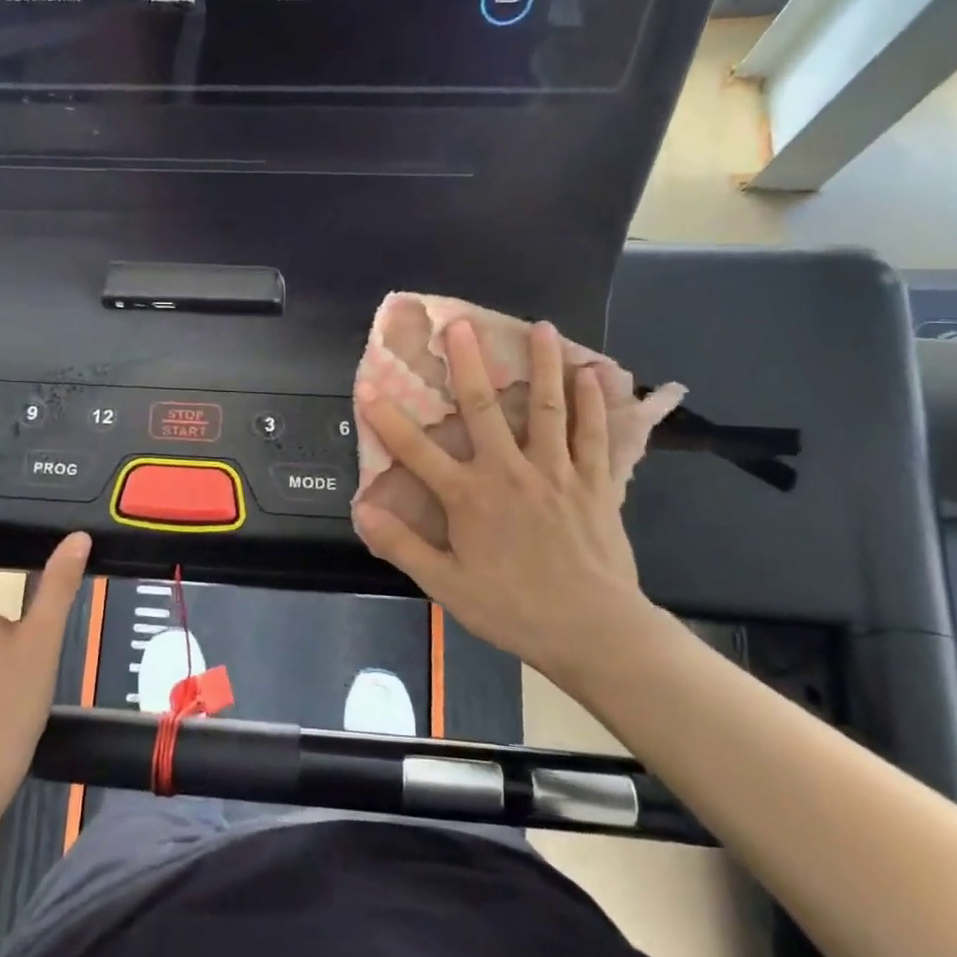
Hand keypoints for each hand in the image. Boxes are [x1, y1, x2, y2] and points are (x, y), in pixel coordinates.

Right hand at [352, 318, 656, 688]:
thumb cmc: (513, 609)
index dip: (388, 418)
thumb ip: (402, 545)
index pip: (417, 450)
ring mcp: (556, 473)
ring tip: (542, 328)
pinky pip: (593, 435)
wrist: (592, 631)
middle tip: (460, 325)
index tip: (367, 386)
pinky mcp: (594, 483)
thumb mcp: (446, 586)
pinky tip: (593, 375)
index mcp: (469, 498)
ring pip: (548, 409)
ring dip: (542, 366)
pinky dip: (594, 403)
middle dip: (468, 365)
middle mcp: (510, 473)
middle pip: (485, 409)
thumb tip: (361, 510)